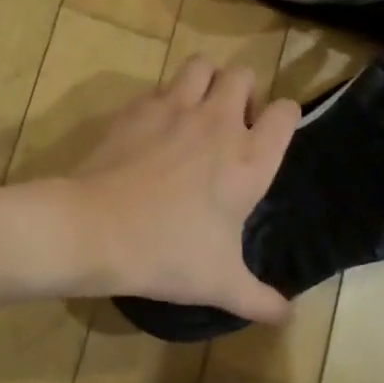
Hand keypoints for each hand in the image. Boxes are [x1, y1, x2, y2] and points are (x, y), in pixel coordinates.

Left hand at [65, 58, 300, 321]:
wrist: (96, 229)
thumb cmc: (167, 254)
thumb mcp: (220, 284)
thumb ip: (260, 300)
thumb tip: (287, 317)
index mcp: (250, 159)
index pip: (287, 112)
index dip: (284, 117)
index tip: (270, 135)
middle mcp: (218, 122)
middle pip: (244, 74)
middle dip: (244, 90)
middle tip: (231, 123)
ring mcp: (175, 108)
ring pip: (202, 65)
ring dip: (206, 80)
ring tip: (196, 110)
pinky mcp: (137, 107)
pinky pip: (160, 86)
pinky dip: (164, 97)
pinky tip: (154, 126)